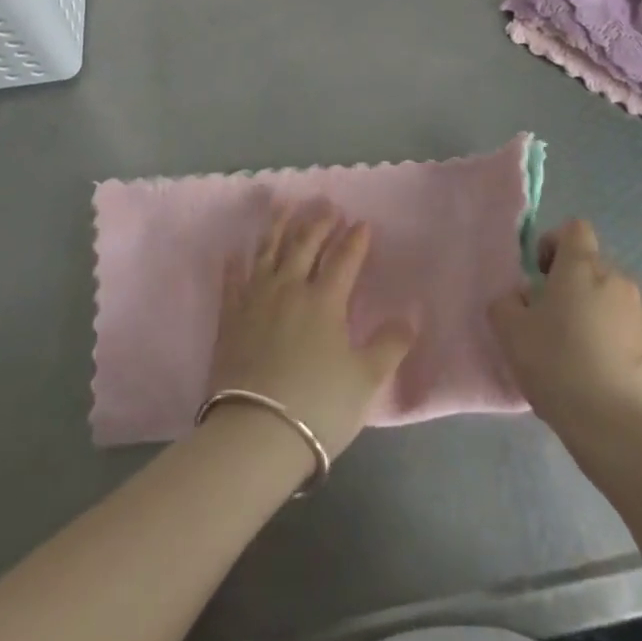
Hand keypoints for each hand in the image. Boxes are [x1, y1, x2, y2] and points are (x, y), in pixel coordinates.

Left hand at [208, 205, 415, 463]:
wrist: (255, 434)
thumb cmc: (318, 406)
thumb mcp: (365, 380)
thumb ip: (389, 346)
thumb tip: (411, 318)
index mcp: (325, 300)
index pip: (344, 259)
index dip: (355, 240)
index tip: (362, 223)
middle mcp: (290, 289)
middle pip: (305, 246)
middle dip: (319, 223)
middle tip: (327, 205)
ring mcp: (256, 300)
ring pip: (268, 252)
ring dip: (278, 227)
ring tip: (284, 206)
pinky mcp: (230, 318)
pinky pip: (233, 282)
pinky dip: (235, 264)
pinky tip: (235, 252)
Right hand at [487, 219, 641, 440]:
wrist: (617, 428)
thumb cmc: (558, 367)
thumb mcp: (510, 333)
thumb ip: (507, 302)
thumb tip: (521, 298)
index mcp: (581, 268)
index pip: (575, 229)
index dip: (555, 244)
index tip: (542, 275)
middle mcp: (617, 281)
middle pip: (592, 268)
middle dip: (572, 287)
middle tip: (552, 323)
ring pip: (612, 301)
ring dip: (595, 315)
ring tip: (578, 356)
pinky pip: (630, 332)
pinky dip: (616, 343)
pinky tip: (602, 377)